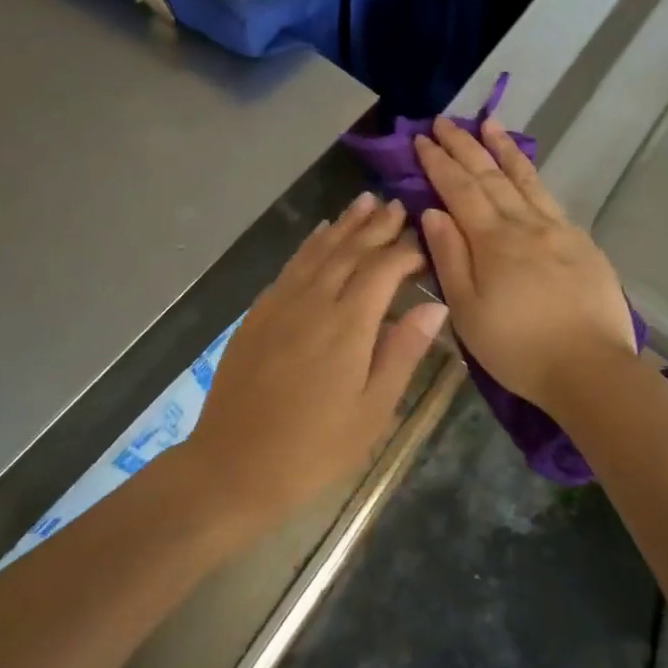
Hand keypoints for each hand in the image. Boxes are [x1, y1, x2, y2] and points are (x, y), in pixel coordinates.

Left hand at [184, 194, 446, 533]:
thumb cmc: (314, 449)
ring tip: (363, 202)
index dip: (405, 251)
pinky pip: (290, 267)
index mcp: (348, 325)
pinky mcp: (257, 314)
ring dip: (343, 225)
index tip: (424, 242)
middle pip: (349, 251)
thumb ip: (402, 352)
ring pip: (317, 252)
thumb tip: (433, 306)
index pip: (383, 269)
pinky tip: (319, 236)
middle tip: (396, 204)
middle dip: (375, 226)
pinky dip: (310, 245)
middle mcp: (313, 302)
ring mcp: (280, 304)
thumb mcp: (372, 411)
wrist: (233, 465)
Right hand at [415, 117, 634, 409]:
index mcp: (493, 241)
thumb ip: (449, 257)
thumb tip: (432, 212)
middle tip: (444, 121)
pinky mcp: (581, 242)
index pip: (459, 190)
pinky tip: (526, 168)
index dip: (438, 163)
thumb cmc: (518, 348)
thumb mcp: (467, 311)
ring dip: (503, 148)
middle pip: (490, 176)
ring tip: (488, 123)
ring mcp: (557, 229)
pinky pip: (549, 196)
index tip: (421, 139)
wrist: (590, 368)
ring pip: (525, 178)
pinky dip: (532, 174)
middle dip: (464, 146)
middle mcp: (525, 224)